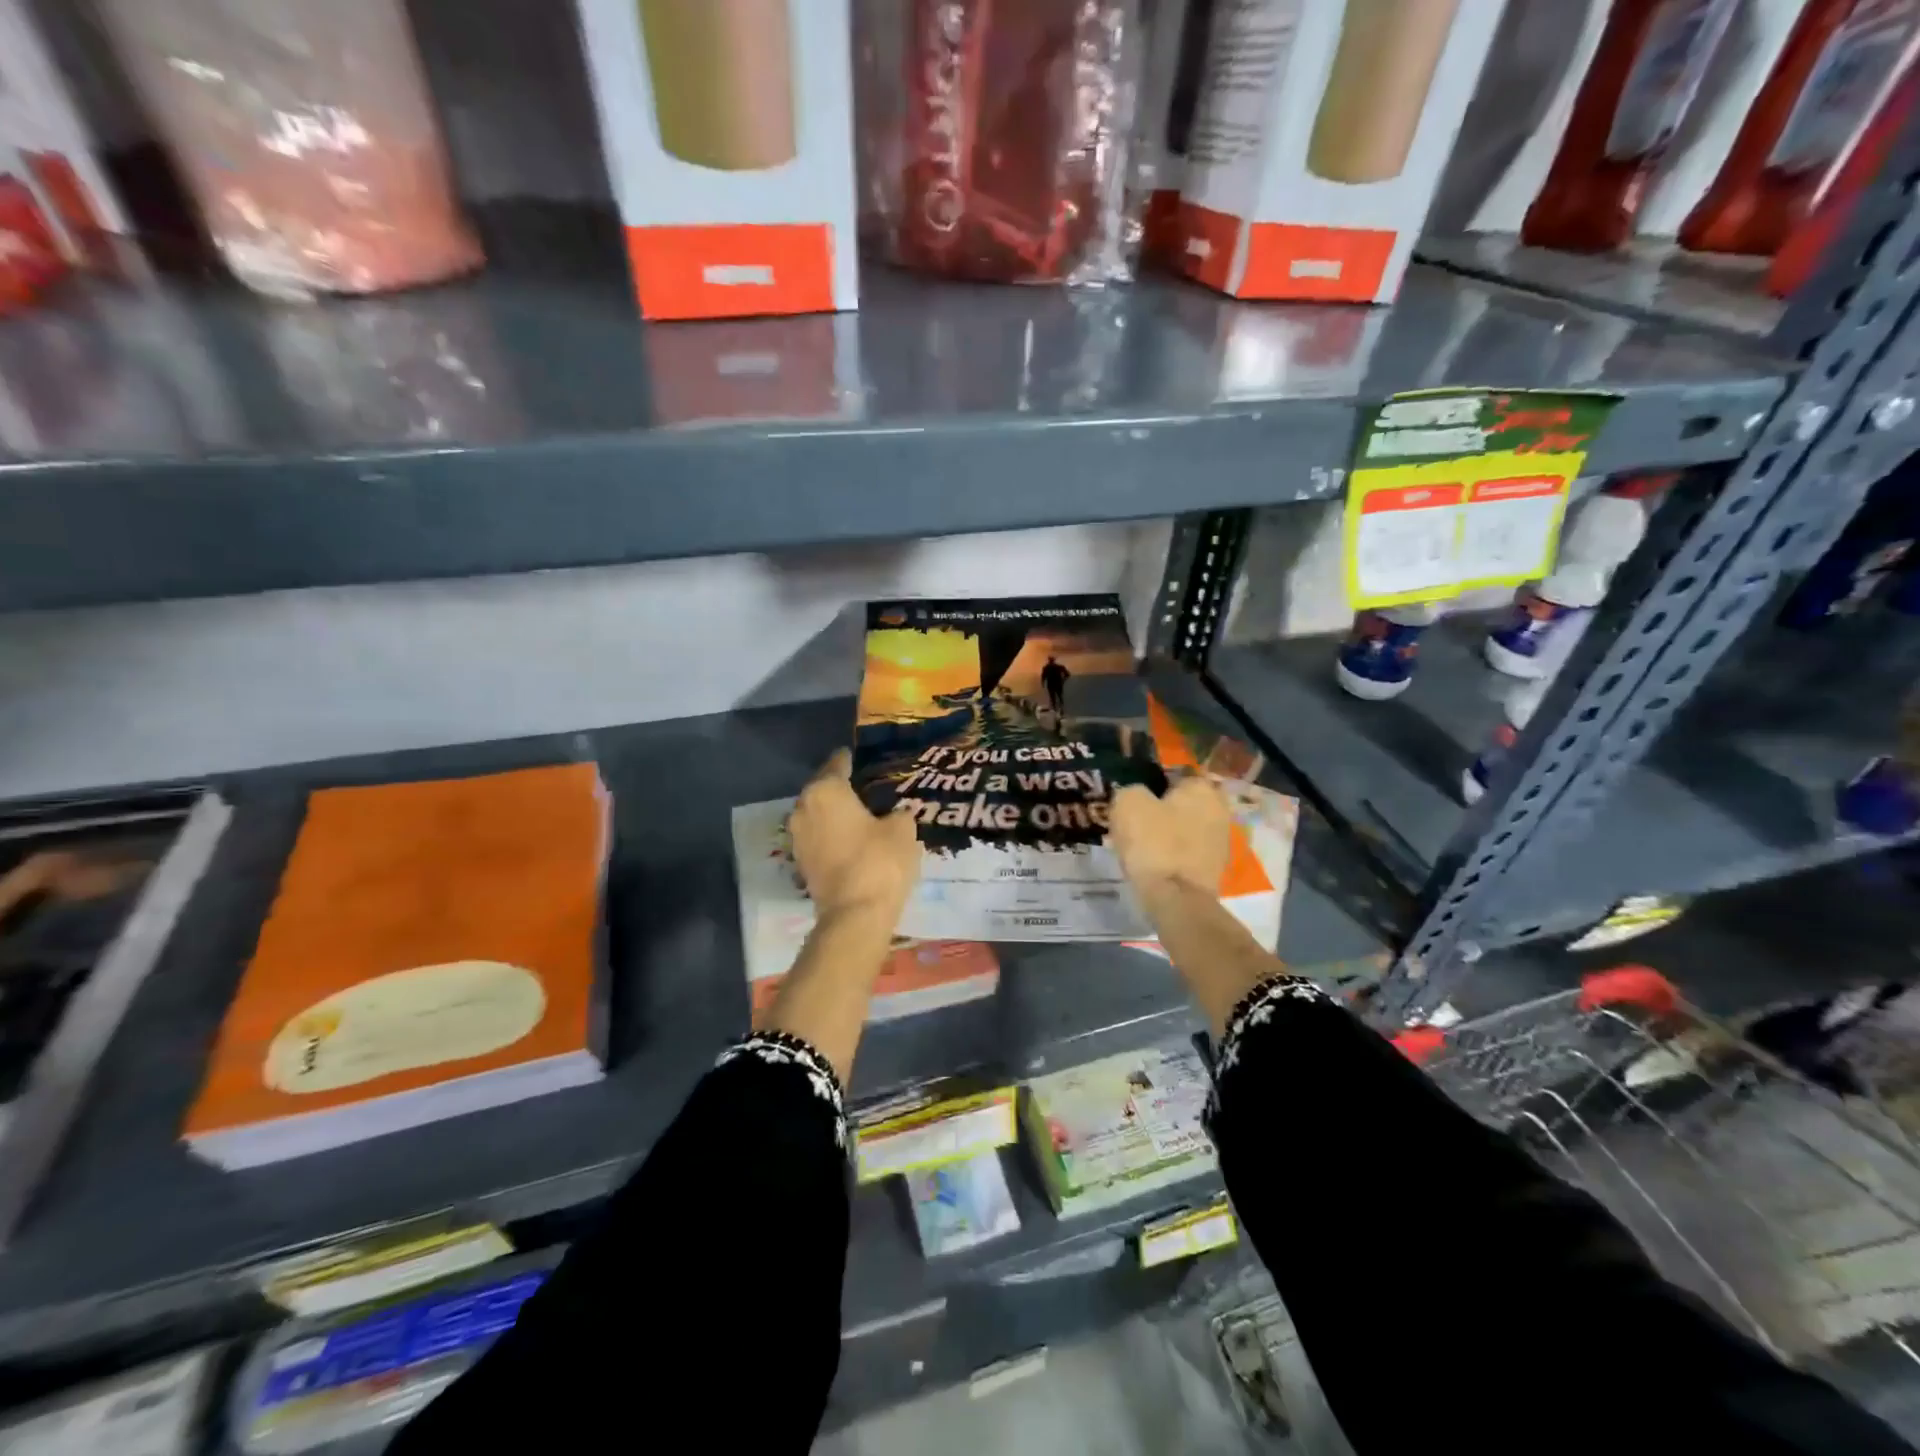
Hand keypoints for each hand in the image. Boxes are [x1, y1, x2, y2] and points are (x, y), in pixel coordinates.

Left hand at [790, 749, 919, 923]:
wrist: (855, 915)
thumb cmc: (880, 861)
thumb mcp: (902, 829)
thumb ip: (898, 813)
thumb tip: (896, 813)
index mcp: (825, 790)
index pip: (838, 764)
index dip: (852, 760)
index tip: (862, 758)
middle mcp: (803, 808)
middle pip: (823, 789)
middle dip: (842, 788)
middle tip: (865, 786)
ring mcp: (797, 838)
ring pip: (818, 814)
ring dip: (835, 813)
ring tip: (860, 814)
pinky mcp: (800, 863)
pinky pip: (818, 837)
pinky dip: (832, 835)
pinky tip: (852, 839)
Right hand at [1110, 778, 1229, 899]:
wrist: (1177, 899)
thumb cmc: (1154, 843)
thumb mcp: (1128, 803)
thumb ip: (1132, 790)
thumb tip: (1138, 796)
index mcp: (1202, 788)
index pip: (1175, 774)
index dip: (1152, 783)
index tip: (1135, 798)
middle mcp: (1220, 809)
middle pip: (1183, 802)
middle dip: (1163, 809)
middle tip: (1137, 821)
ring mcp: (1221, 840)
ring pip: (1186, 827)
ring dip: (1169, 832)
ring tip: (1142, 844)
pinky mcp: (1215, 867)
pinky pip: (1188, 851)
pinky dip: (1174, 854)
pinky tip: (1155, 862)